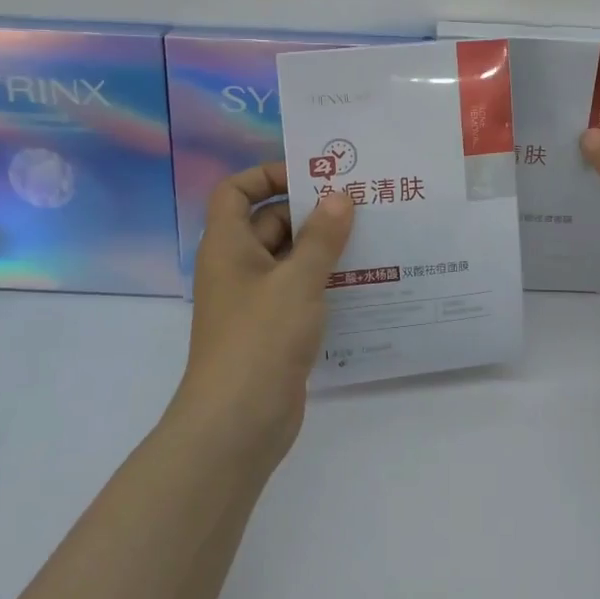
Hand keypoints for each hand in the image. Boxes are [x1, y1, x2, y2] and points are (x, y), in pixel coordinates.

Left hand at [170, 162, 354, 464]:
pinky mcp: (272, 330)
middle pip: (268, 222)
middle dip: (309, 212)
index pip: (235, 191)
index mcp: (227, 246)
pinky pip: (299, 291)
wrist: (238, 423)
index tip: (311, 176)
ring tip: (372, 237)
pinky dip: (324, 282)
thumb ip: (321, 237)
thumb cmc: (260, 339)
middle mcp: (237, 268)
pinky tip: (365, 281)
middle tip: (359, 204)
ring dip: (323, 248)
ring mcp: (254, 301)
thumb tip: (340, 196)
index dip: (267, 175)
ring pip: (289, 259)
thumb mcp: (297, 281)